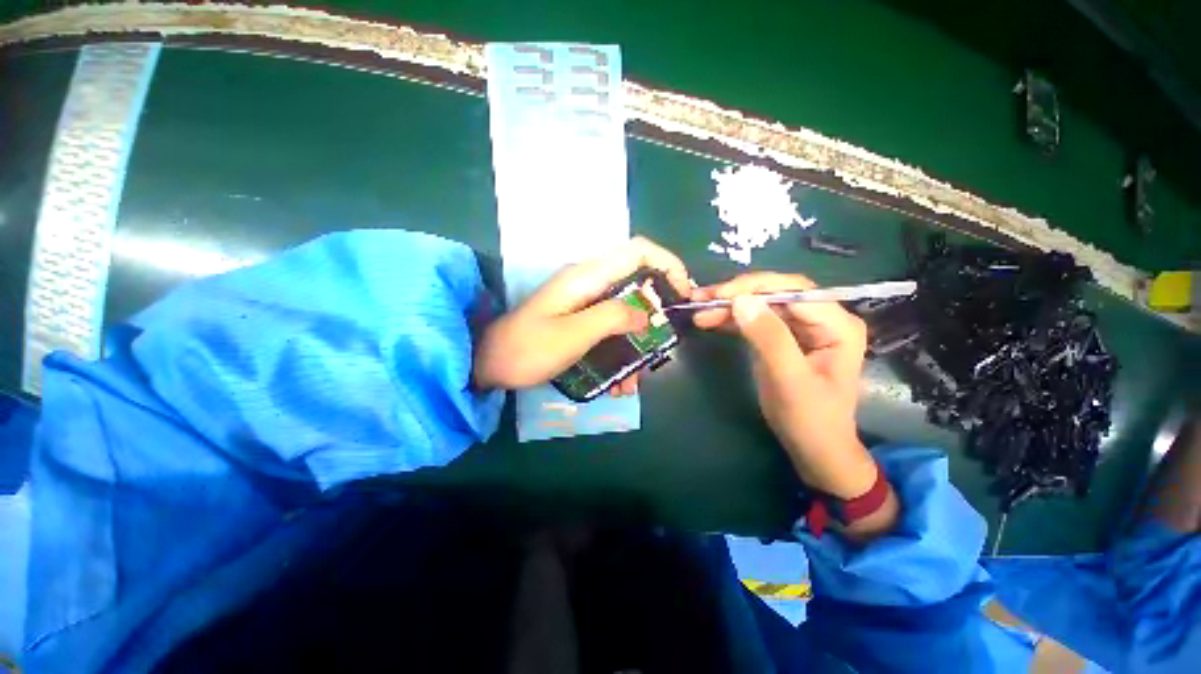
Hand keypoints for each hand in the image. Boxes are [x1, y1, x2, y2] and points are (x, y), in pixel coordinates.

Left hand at [474, 236, 691, 392]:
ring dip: (638, 343)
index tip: (683, 295)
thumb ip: (611, 318)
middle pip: (639, 282)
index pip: (639, 251)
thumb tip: (646, 314)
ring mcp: (585, 301)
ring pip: (628, 310)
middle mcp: (590, 282)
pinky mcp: (581, 318)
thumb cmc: (527, 349)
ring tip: (635, 380)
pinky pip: (612, 327)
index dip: (669, 264)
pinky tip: (618, 382)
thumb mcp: (572, 335)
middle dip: (655, 315)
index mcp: (588, 276)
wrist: (489, 364)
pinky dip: (621, 350)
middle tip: (662, 347)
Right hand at [692, 273, 882, 506]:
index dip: (754, 287)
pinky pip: (757, 320)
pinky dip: (733, 319)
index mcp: (838, 325)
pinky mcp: (784, 338)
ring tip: (699, 309)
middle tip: (701, 300)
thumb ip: (769, 339)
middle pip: (776, 293)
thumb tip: (740, 301)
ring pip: (762, 305)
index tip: (718, 296)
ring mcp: (802, 328)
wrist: (814, 449)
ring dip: (730, 306)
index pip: (794, 291)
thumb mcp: (789, 380)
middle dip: (738, 294)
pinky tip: (711, 321)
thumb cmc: (810, 419)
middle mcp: (823, 319)